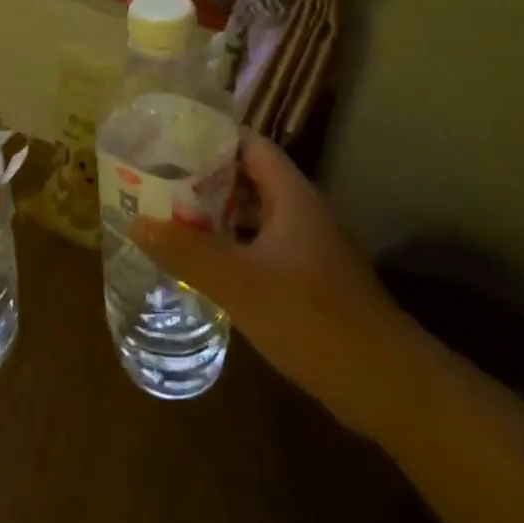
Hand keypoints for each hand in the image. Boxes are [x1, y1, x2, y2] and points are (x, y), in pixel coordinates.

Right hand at [130, 132, 415, 434]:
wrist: (387, 386)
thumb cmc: (312, 317)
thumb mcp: (239, 282)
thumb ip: (186, 250)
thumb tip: (136, 221)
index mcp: (291, 195)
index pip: (248, 143)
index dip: (210, 136)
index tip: (167, 140)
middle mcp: (300, 212)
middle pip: (247, 178)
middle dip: (203, 178)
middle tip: (157, 180)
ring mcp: (307, 248)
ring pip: (253, 216)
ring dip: (215, 215)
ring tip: (169, 216)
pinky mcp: (308, 281)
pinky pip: (261, 248)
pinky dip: (231, 248)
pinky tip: (202, 264)